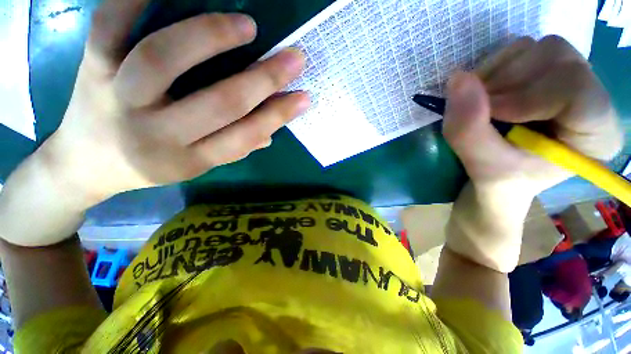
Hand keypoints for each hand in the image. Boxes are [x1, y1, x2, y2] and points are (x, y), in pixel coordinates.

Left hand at [42, 0, 308, 206]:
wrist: (87, 162)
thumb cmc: (151, 164)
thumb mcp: (196, 165)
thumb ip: (235, 147)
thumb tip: (271, 131)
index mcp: (189, 159)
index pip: (245, 136)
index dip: (278, 116)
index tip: (304, 97)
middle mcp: (157, 134)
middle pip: (218, 103)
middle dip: (264, 79)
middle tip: (295, 57)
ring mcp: (118, 97)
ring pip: (163, 59)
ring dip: (210, 37)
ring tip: (247, 26)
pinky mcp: (90, 68)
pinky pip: (109, 26)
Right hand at [444, 35, 621, 194]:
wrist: (501, 178)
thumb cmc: (501, 181)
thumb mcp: (483, 166)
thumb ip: (468, 130)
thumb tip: (457, 79)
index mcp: (597, 133)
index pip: (577, 89)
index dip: (528, 96)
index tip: (493, 116)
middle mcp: (592, 95)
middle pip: (556, 58)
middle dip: (508, 84)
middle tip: (483, 113)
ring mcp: (569, 76)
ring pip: (534, 48)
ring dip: (495, 76)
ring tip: (483, 106)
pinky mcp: (545, 69)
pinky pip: (518, 49)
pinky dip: (491, 69)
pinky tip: (486, 95)